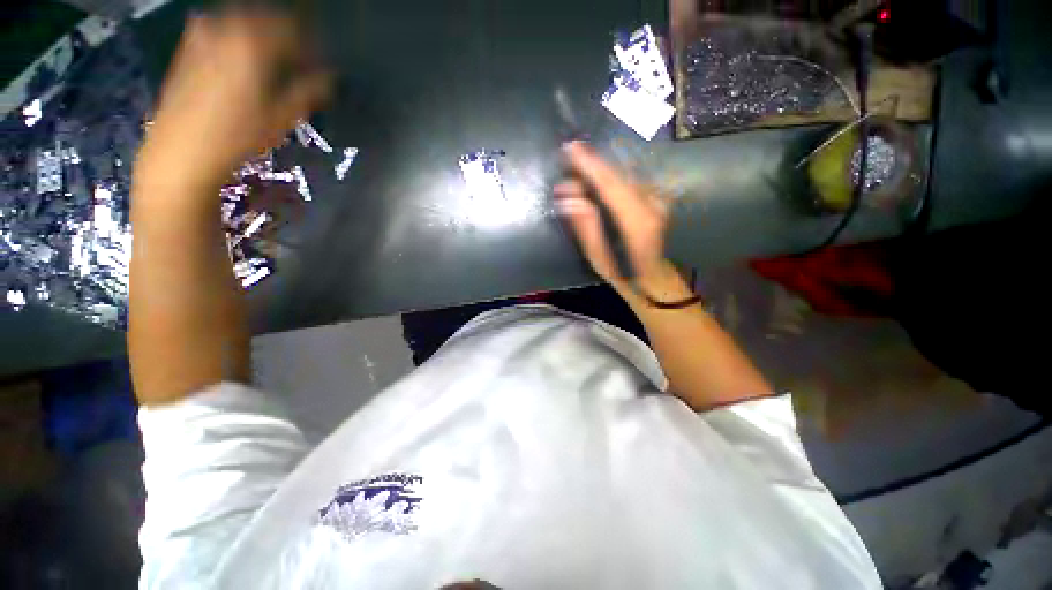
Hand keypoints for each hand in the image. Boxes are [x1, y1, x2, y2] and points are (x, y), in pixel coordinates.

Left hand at [136, 9, 329, 192]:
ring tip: (272, 61)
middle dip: (286, 36)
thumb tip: (328, 77)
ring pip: (243, 22)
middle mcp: (227, 27)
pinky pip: (221, 29)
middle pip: (266, 19)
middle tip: (298, 60)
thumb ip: (308, 90)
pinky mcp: (188, 46)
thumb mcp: (283, 117)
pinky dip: (238, 39)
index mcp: (254, 42)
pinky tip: (243, 61)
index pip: (293, 28)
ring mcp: (203, 34)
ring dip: (262, 36)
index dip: (311, 44)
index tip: (319, 63)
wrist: (182, 149)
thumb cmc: (239, 135)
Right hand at [555, 142, 690, 304]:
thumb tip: (567, 199)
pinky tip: (593, 182)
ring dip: (597, 173)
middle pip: (616, 176)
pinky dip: (608, 179)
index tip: (571, 148)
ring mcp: (656, 199)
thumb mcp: (598, 255)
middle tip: (567, 160)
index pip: (610, 186)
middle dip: (589, 167)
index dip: (590, 165)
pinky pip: (627, 181)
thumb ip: (585, 225)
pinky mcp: (655, 197)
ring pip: (622, 176)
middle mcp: (650, 204)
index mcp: (637, 222)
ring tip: (575, 176)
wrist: (652, 276)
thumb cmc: (622, 272)